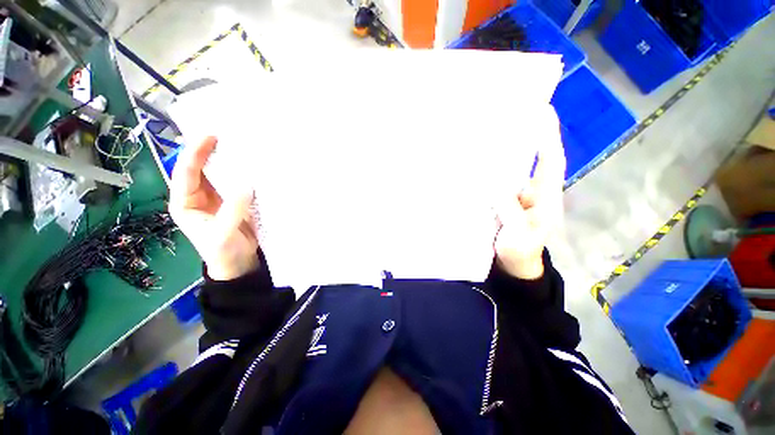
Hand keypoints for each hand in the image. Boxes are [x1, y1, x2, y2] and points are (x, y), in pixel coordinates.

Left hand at [169, 136, 258, 280]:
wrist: (237, 263)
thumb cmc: (223, 252)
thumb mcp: (223, 233)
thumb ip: (232, 209)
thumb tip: (247, 184)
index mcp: (185, 203)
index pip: (185, 174)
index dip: (194, 154)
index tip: (208, 136)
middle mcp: (198, 196)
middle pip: (200, 169)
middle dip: (208, 151)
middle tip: (224, 134)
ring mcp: (218, 198)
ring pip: (218, 174)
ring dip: (227, 160)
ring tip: (238, 144)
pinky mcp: (234, 201)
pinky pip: (236, 183)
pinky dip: (242, 173)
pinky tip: (251, 165)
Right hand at [494, 112, 564, 279]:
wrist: (514, 264)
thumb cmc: (520, 251)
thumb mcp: (518, 234)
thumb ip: (510, 210)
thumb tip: (496, 186)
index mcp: (545, 197)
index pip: (550, 162)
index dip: (547, 137)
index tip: (543, 112)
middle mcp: (535, 191)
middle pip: (537, 158)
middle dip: (532, 135)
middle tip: (520, 112)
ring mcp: (520, 195)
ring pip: (518, 168)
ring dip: (512, 150)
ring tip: (498, 131)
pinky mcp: (507, 201)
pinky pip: (503, 180)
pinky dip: (495, 169)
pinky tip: (483, 162)